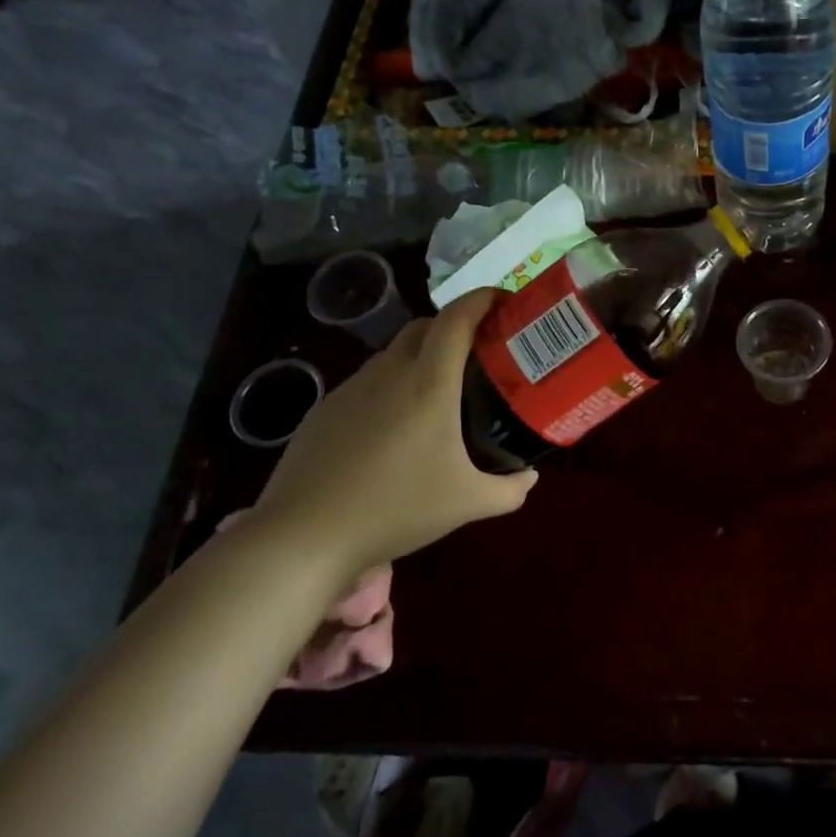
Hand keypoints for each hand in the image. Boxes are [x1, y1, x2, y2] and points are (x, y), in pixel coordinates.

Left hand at [245, 290, 537, 575]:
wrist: (305, 535)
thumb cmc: (396, 509)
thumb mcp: (468, 504)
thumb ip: (510, 489)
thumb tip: (530, 475)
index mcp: (429, 384)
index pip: (457, 319)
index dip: (482, 300)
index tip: (505, 303)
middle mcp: (389, 373)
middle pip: (425, 326)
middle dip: (456, 326)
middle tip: (481, 354)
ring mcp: (351, 388)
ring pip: (394, 353)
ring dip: (422, 357)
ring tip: (441, 394)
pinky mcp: (326, 409)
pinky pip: (369, 382)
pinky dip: (392, 386)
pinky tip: (396, 428)